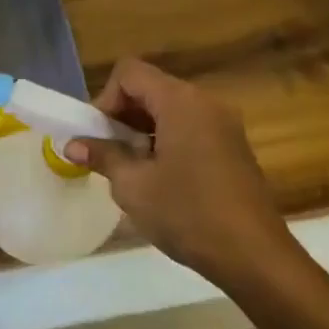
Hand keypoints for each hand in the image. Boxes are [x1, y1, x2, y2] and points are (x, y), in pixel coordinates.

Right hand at [64, 58, 296, 282]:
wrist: (254, 256)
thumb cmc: (188, 214)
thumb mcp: (134, 186)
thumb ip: (103, 156)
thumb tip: (73, 144)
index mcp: (180, 101)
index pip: (129, 72)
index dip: (105, 99)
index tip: (99, 137)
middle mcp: (205, 102)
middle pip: (150, 88)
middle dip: (123, 116)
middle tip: (108, 154)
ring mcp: (224, 124)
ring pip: (170, 109)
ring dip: (143, 130)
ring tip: (132, 170)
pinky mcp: (233, 146)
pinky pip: (190, 127)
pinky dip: (168, 140)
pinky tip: (162, 179)